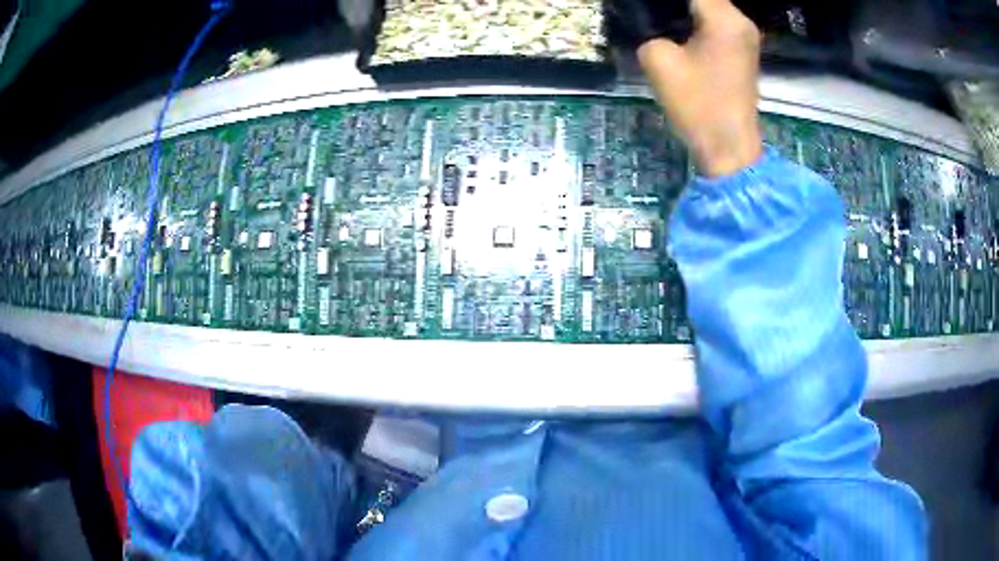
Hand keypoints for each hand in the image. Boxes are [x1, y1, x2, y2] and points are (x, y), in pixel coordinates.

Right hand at [635, 0, 762, 176]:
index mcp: (724, 18)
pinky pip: (716, 21)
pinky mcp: (743, 49)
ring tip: (659, 20)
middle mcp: (741, 20)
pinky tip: (677, 28)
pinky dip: (696, 19)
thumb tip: (649, 24)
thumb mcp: (658, 60)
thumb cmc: (697, 104)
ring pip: (710, 6)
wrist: (729, 147)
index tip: (645, 8)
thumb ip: (648, 30)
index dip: (663, 0)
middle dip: (673, 4)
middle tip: (648, 13)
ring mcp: (745, 35)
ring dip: (684, 9)